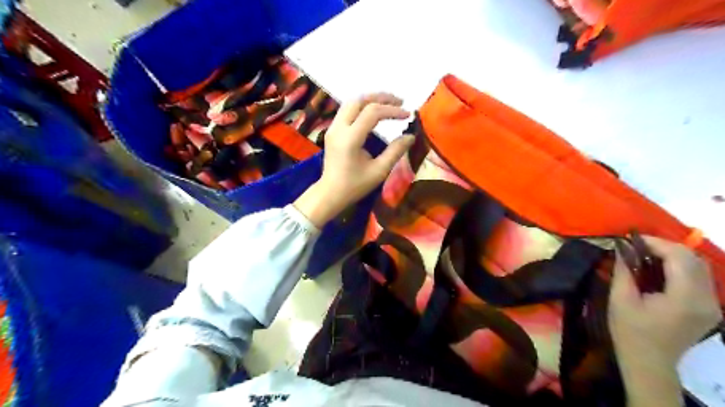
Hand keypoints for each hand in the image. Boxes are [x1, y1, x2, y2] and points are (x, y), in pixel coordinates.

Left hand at [293, 94, 412, 228]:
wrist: (330, 193)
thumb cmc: (355, 185)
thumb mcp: (379, 171)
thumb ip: (396, 151)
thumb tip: (411, 136)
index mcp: (350, 139)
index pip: (372, 112)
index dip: (392, 110)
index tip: (407, 115)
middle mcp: (339, 128)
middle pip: (359, 100)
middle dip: (381, 97)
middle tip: (399, 101)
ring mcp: (332, 128)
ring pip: (351, 102)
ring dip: (370, 99)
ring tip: (389, 103)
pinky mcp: (332, 130)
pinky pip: (346, 110)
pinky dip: (362, 106)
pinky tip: (374, 112)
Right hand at [607, 238, 721, 404]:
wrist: (649, 362)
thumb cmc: (630, 331)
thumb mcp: (620, 299)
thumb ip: (624, 271)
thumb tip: (622, 248)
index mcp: (685, 298)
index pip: (680, 257)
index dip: (656, 243)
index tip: (631, 240)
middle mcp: (706, 300)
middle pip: (694, 259)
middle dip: (664, 247)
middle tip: (636, 247)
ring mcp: (712, 305)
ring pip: (699, 267)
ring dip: (673, 256)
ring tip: (645, 256)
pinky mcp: (709, 309)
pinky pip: (699, 278)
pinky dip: (679, 268)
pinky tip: (659, 271)